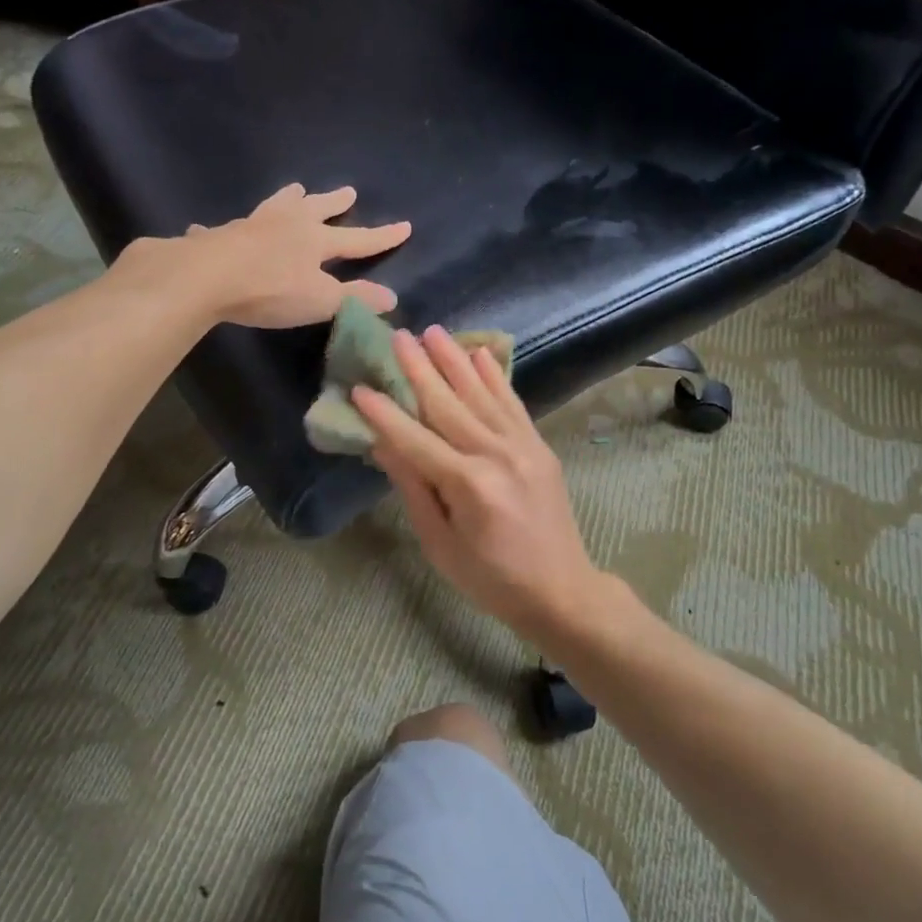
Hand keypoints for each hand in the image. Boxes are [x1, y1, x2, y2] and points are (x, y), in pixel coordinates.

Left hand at [166, 184, 410, 328]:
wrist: (208, 277)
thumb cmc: (271, 289)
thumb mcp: (321, 300)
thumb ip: (356, 298)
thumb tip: (392, 297)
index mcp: (315, 240)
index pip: (358, 239)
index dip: (382, 236)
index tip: (405, 225)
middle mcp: (287, 224)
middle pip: (317, 209)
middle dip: (335, 202)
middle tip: (349, 192)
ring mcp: (253, 225)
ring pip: (276, 205)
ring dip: (288, 199)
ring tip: (294, 189)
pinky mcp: (221, 235)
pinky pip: (227, 229)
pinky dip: (228, 229)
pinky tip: (208, 229)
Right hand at [353, 326, 604, 640]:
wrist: (561, 590)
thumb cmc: (490, 578)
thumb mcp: (440, 544)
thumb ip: (414, 489)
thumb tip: (383, 445)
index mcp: (469, 486)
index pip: (415, 440)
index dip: (385, 414)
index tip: (360, 388)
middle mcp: (497, 456)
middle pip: (449, 405)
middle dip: (419, 369)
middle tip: (398, 337)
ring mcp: (523, 447)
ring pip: (481, 394)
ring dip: (455, 360)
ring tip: (433, 332)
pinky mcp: (538, 446)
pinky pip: (513, 403)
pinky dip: (496, 376)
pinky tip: (480, 353)